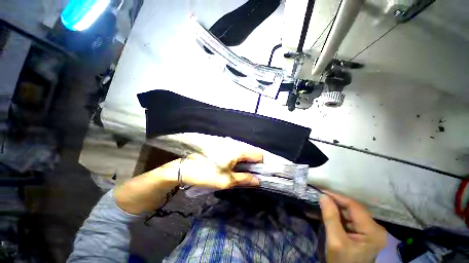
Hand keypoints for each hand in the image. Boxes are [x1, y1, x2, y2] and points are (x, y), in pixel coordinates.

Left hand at [114, 151, 262, 213]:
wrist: (184, 168)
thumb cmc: (207, 174)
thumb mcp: (227, 180)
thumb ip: (245, 179)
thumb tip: (258, 181)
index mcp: (238, 150)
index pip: (258, 154)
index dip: (260, 165)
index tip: (256, 174)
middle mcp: (234, 143)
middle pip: (250, 153)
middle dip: (251, 164)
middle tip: (246, 176)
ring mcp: (227, 143)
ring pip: (242, 152)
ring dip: (243, 162)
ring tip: (237, 172)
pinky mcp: (221, 145)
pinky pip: (234, 151)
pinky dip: (236, 159)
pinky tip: (230, 166)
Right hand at [319, 192, 386, 262]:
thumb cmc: (342, 262)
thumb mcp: (335, 241)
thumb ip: (330, 217)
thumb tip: (323, 196)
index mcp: (373, 230)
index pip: (354, 206)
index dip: (336, 196)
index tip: (320, 191)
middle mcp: (375, 228)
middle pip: (353, 209)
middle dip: (335, 202)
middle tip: (319, 197)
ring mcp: (370, 231)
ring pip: (350, 213)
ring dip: (335, 208)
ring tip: (321, 203)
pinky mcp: (364, 233)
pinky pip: (350, 219)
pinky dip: (338, 215)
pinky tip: (328, 213)